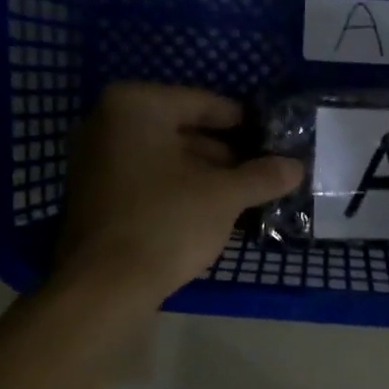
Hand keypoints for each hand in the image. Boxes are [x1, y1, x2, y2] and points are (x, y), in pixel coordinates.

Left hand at [54, 83, 302, 307]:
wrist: (106, 284)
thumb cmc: (168, 222)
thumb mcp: (224, 197)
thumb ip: (261, 176)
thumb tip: (296, 167)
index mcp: (136, 105)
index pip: (204, 103)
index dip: (244, 123)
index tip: (272, 139)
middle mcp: (106, 122)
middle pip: (181, 130)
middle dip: (223, 153)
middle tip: (261, 171)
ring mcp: (93, 159)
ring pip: (163, 158)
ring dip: (203, 174)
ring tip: (243, 194)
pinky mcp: (92, 194)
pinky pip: (145, 179)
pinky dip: (176, 189)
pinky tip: (209, 210)